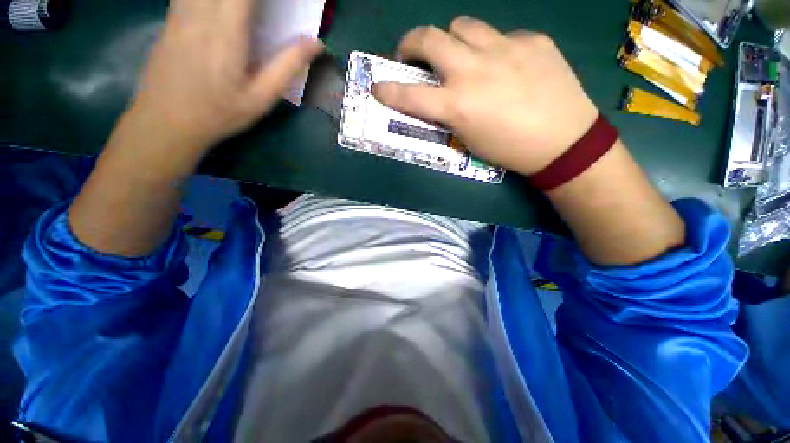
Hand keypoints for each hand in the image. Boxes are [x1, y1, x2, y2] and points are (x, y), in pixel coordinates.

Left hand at [126, 0, 323, 156]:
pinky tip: (228, 10)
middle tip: (271, 9)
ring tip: (253, 12)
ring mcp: (182, 9)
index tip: (286, 4)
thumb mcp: (261, 98)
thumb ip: (287, 66)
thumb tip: (316, 43)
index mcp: (227, 30)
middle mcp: (201, 10)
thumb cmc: (219, 113)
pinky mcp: (172, 15)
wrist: (165, 121)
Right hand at [374, 16, 597, 175]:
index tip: (377, 87)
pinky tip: (506, 65)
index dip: (388, 91)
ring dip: (452, 39)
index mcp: (457, 105)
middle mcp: (474, 70)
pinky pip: (500, 35)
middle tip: (412, 54)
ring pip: (462, 25)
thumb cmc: (509, 150)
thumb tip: (440, 95)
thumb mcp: (469, 139)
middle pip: (429, 38)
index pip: (410, 95)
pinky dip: (492, 48)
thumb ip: (449, 113)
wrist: (562, 141)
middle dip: (411, 43)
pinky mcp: (531, 39)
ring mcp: (504, 48)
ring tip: (461, 55)